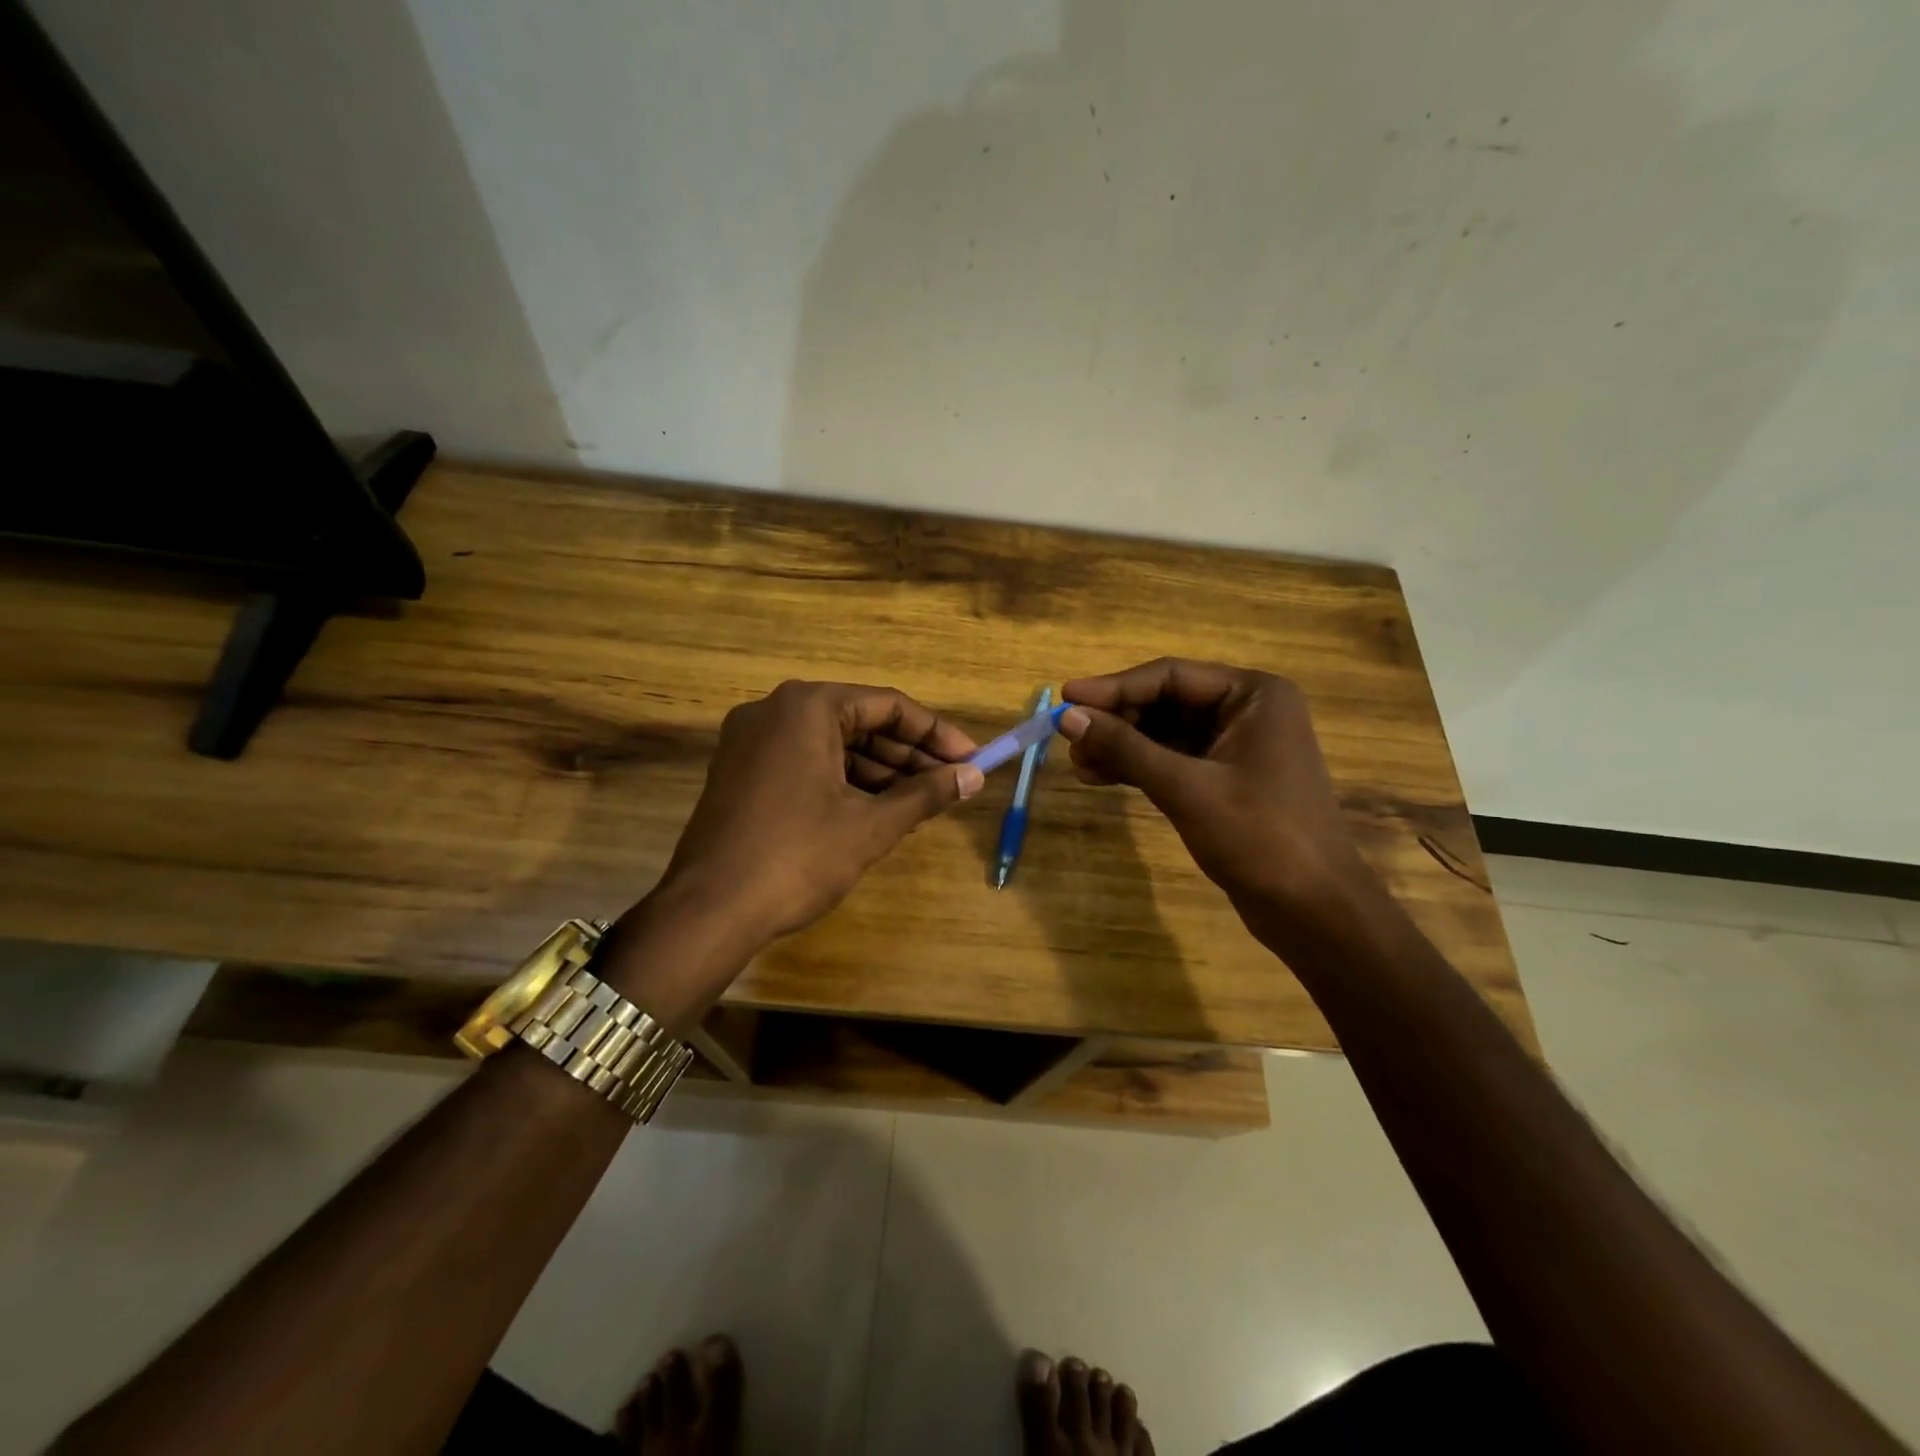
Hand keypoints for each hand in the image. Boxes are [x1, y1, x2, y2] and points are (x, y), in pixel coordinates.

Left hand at [659, 680, 982, 946]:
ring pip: (832, 745)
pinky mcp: (740, 771)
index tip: (971, 759)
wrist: (709, 911)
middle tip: (950, 785)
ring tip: (920, 804)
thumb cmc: (797, 858)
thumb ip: (926, 794)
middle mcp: (775, 710)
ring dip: (878, 771)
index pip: (888, 706)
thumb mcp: (871, 825)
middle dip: (908, 755)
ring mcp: (751, 741)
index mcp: (807, 706)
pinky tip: (876, 810)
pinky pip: (805, 762)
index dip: (936, 734)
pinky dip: (843, 781)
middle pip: (859, 722)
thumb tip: (974, 776)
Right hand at [1059, 659, 1378, 945]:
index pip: (1170, 676)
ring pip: (1165, 732)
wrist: (1313, 910)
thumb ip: (1125, 748)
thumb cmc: (1259, 838)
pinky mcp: (1226, 779)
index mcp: (1254, 695)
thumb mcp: (1186, 788)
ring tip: (1078, 763)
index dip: (1113, 687)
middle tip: (1069, 738)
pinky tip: (1100, 777)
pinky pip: (1173, 759)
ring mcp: (1237, 746)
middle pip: (1165, 701)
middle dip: (1116, 721)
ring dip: (1122, 745)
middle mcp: (1247, 711)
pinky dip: (1138, 767)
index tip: (1064, 697)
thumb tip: (1067, 717)